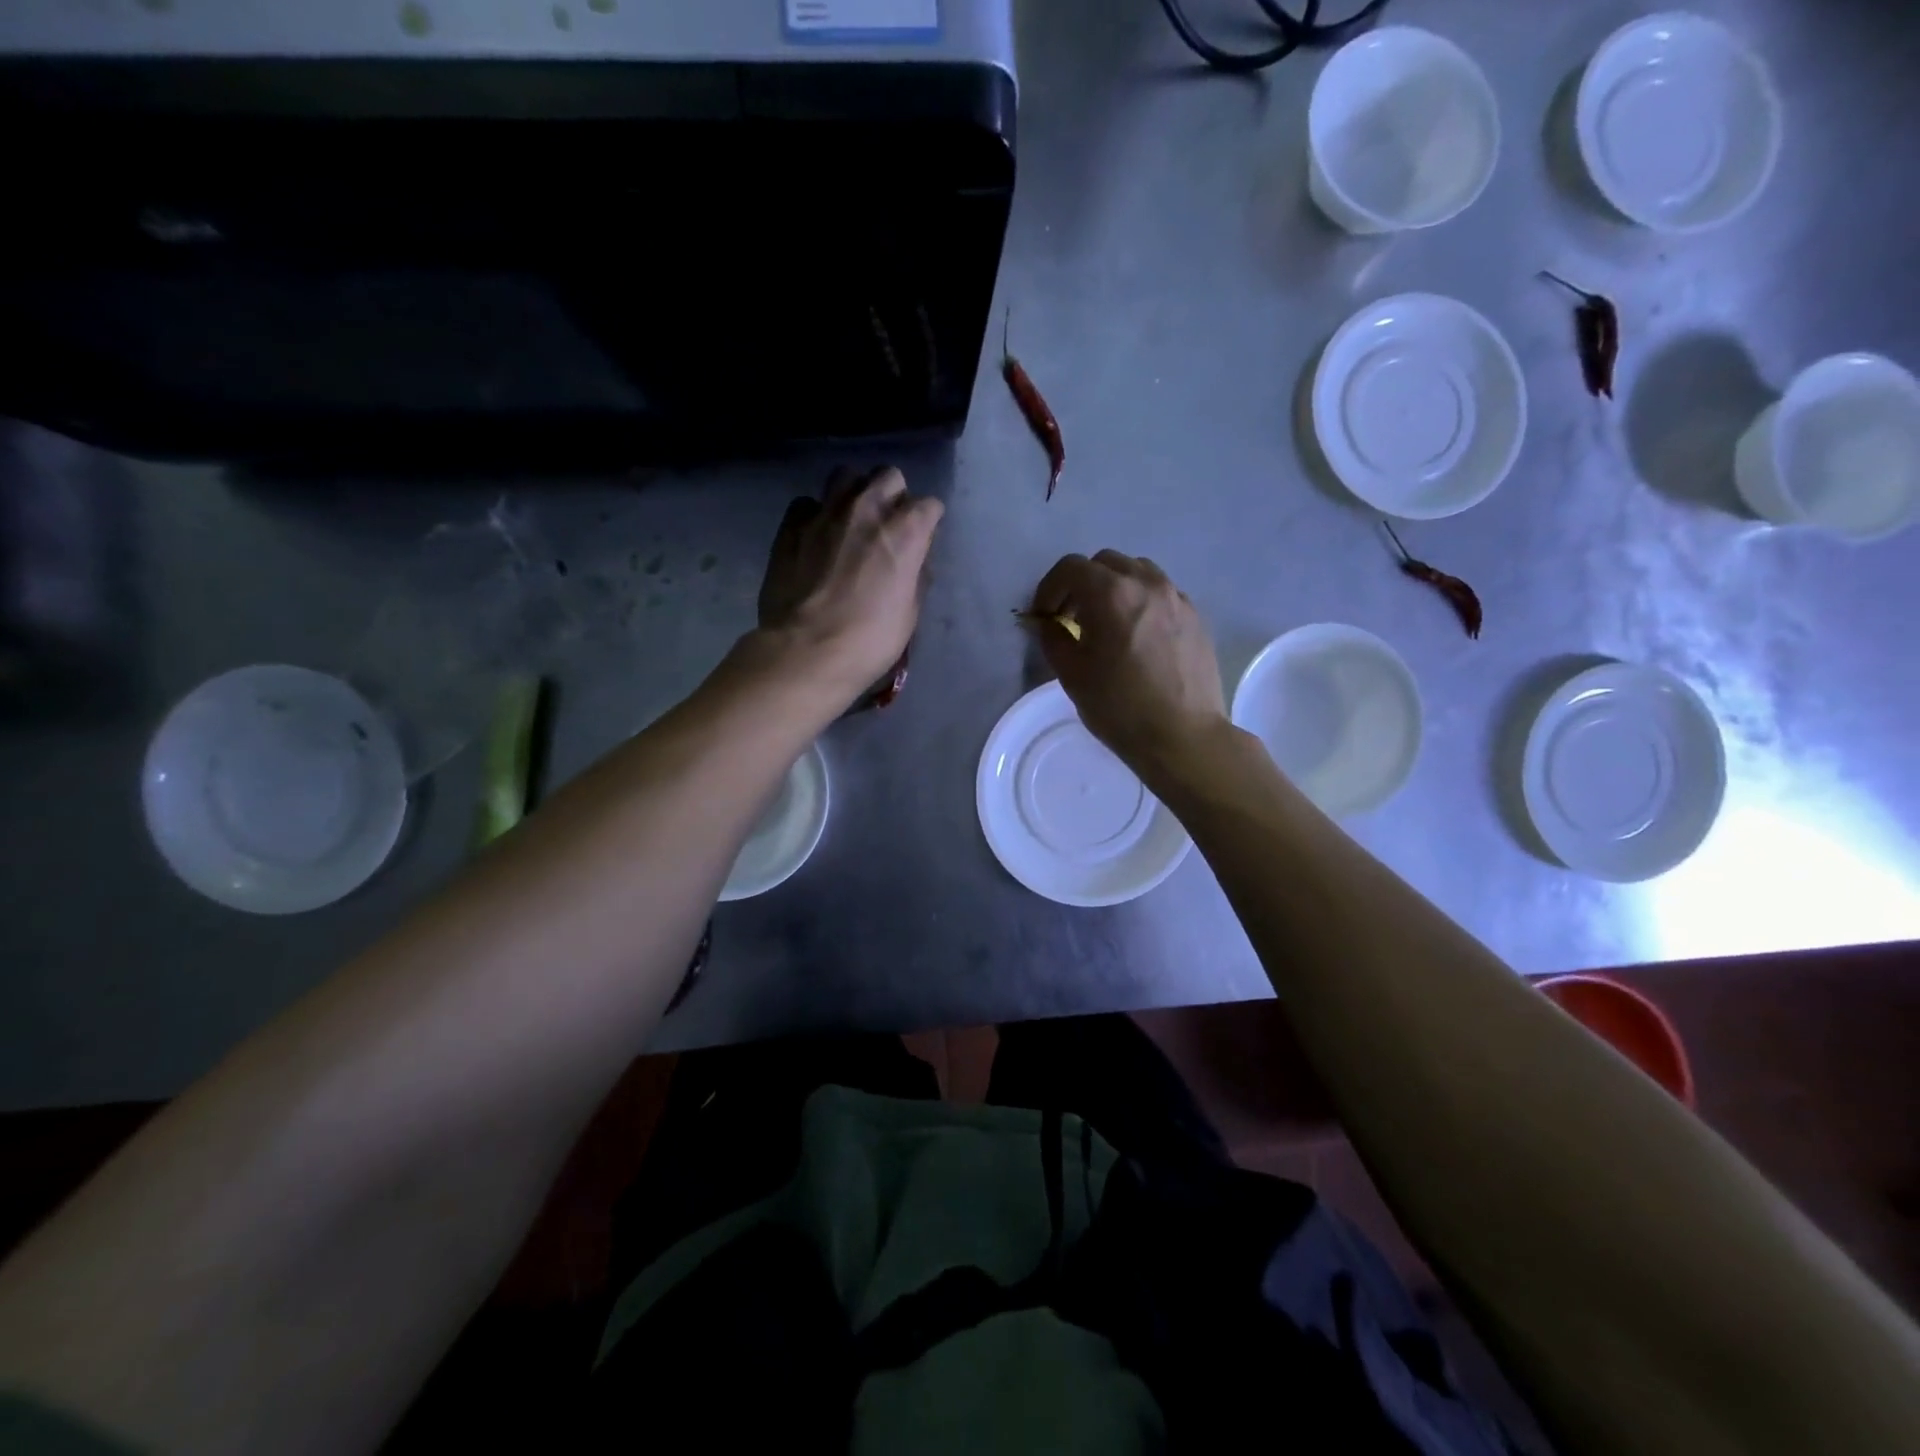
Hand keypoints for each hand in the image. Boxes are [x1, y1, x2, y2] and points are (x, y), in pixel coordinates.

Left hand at [756, 466, 943, 705]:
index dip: (927, 523)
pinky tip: (815, 537)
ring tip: (850, 521)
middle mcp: (868, 509)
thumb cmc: (869, 640)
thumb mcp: (909, 614)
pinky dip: (815, 514)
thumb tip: (913, 560)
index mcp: (905, 531)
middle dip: (893, 495)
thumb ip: (915, 576)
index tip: (921, 540)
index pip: (929, 505)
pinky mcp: (792, 525)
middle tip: (886, 525)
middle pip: (889, 476)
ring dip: (854, 493)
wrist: (807, 651)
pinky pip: (807, 503)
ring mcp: (826, 512)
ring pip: (846, 476)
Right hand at [1027, 550, 1229, 778]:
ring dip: (1114, 588)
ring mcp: (1176, 597)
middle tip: (1072, 618)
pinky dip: (1141, 602)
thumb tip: (1045, 622)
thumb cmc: (1120, 707)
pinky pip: (1160, 593)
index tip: (1044, 616)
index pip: (1070, 568)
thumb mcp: (1072, 674)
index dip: (1049, 588)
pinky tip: (1137, 636)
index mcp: (1111, 593)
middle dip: (1082, 585)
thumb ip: (1053, 638)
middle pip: (1105, 563)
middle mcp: (1146, 583)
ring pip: (1137, 572)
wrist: (1183, 736)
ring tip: (1107, 624)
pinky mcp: (1195, 616)